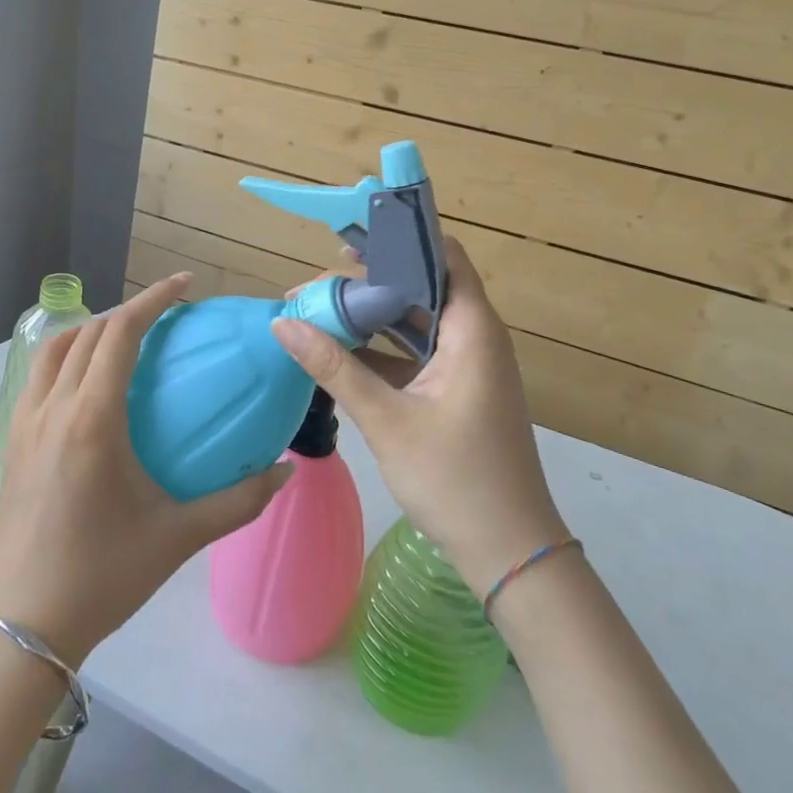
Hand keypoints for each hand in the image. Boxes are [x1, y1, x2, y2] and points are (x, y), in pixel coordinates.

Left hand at [0, 274, 294, 666]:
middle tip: (166, 315)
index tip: (185, 285)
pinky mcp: (11, 442)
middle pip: (88, 332)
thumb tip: (287, 471)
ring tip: (125, 339)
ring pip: (54, 349)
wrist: (23, 625)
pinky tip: (88, 384)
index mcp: (92, 419)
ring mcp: (24, 423)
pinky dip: (66, 357)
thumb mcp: (179, 536)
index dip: (154, 299)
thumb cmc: (104, 575)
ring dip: (91, 330)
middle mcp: (53, 407)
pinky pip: (38, 377)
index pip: (121, 333)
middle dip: (128, 310)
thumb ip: (239, 500)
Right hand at [271, 236, 566, 597]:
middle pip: (422, 286)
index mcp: (473, 331)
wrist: (509, 553)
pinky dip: (382, 347)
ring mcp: (466, 366)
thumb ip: (334, 368)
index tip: (349, 239)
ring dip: (372, 315)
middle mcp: (474, 338)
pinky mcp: (456, 391)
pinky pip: (416, 352)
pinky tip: (341, 350)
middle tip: (316, 285)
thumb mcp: (387, 420)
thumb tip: (283, 323)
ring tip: (319, 310)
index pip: (444, 257)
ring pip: (416, 321)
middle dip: (370, 280)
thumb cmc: (455, 480)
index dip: (400, 240)